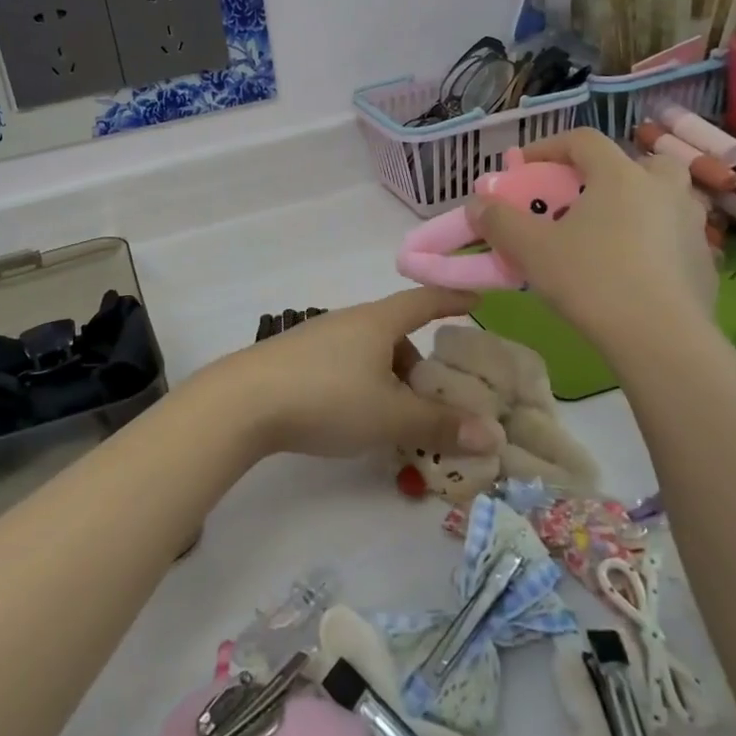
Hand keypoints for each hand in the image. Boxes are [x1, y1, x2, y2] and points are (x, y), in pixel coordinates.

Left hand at [197, 289, 505, 459]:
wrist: (243, 401)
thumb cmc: (327, 398)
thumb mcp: (391, 416)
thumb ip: (441, 425)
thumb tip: (493, 435)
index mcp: (376, 322)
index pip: (423, 301)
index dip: (452, 299)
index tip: (477, 301)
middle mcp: (348, 322)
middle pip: (395, 334)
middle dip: (420, 363)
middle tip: (437, 399)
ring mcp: (316, 340)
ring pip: (368, 354)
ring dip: (390, 380)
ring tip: (397, 421)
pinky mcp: (294, 361)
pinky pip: (344, 368)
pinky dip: (363, 388)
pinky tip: (356, 420)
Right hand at [468, 128, 716, 360]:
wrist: (661, 339)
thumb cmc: (592, 281)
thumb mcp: (530, 250)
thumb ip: (499, 221)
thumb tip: (477, 203)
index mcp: (621, 176)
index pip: (583, 140)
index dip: (549, 147)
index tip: (523, 167)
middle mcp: (663, 189)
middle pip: (635, 162)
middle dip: (604, 173)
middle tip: (579, 198)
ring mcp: (691, 225)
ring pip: (660, 199)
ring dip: (632, 205)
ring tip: (604, 234)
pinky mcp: (704, 261)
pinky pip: (671, 236)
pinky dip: (650, 241)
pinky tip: (630, 271)